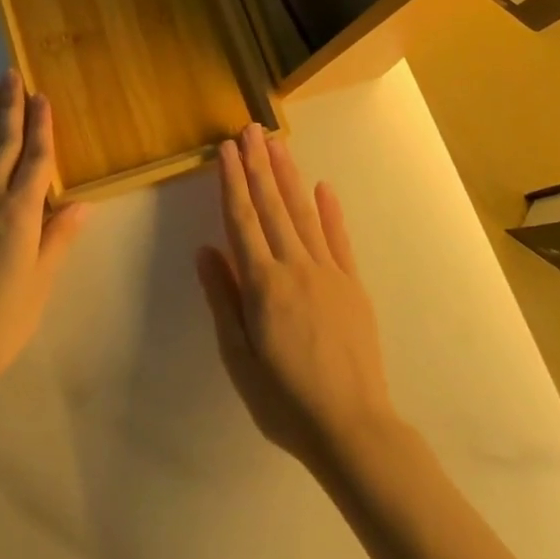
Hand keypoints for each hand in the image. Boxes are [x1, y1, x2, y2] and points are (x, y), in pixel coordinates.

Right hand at [196, 126, 397, 472]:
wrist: (353, 429)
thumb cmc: (285, 400)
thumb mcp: (239, 358)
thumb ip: (223, 299)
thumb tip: (205, 250)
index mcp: (263, 284)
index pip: (242, 220)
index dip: (233, 182)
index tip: (226, 150)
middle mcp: (295, 267)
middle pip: (272, 206)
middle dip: (259, 165)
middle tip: (250, 129)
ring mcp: (328, 273)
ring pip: (303, 214)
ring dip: (288, 176)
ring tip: (277, 143)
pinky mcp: (353, 286)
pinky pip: (339, 240)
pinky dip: (330, 211)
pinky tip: (323, 187)